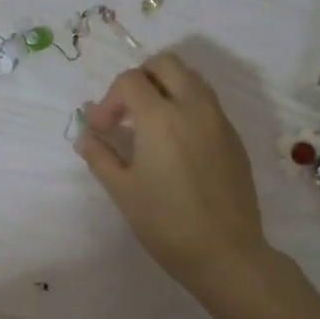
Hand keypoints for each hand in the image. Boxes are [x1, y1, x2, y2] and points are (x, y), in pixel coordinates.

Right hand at [74, 53, 268, 289]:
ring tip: (151, 124)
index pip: (130, 80)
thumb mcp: (122, 191)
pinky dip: (186, 105)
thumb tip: (86, 136)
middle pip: (166, 64)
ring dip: (166, 88)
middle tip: (126, 112)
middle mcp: (193, 107)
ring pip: (192, 78)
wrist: (225, 254)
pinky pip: (208, 102)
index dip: (109, 100)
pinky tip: (176, 143)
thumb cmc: (166, 223)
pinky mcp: (234, 137)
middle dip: (140, 79)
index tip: (102, 129)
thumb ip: (100, 156)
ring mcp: (219, 120)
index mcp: (161, 117)